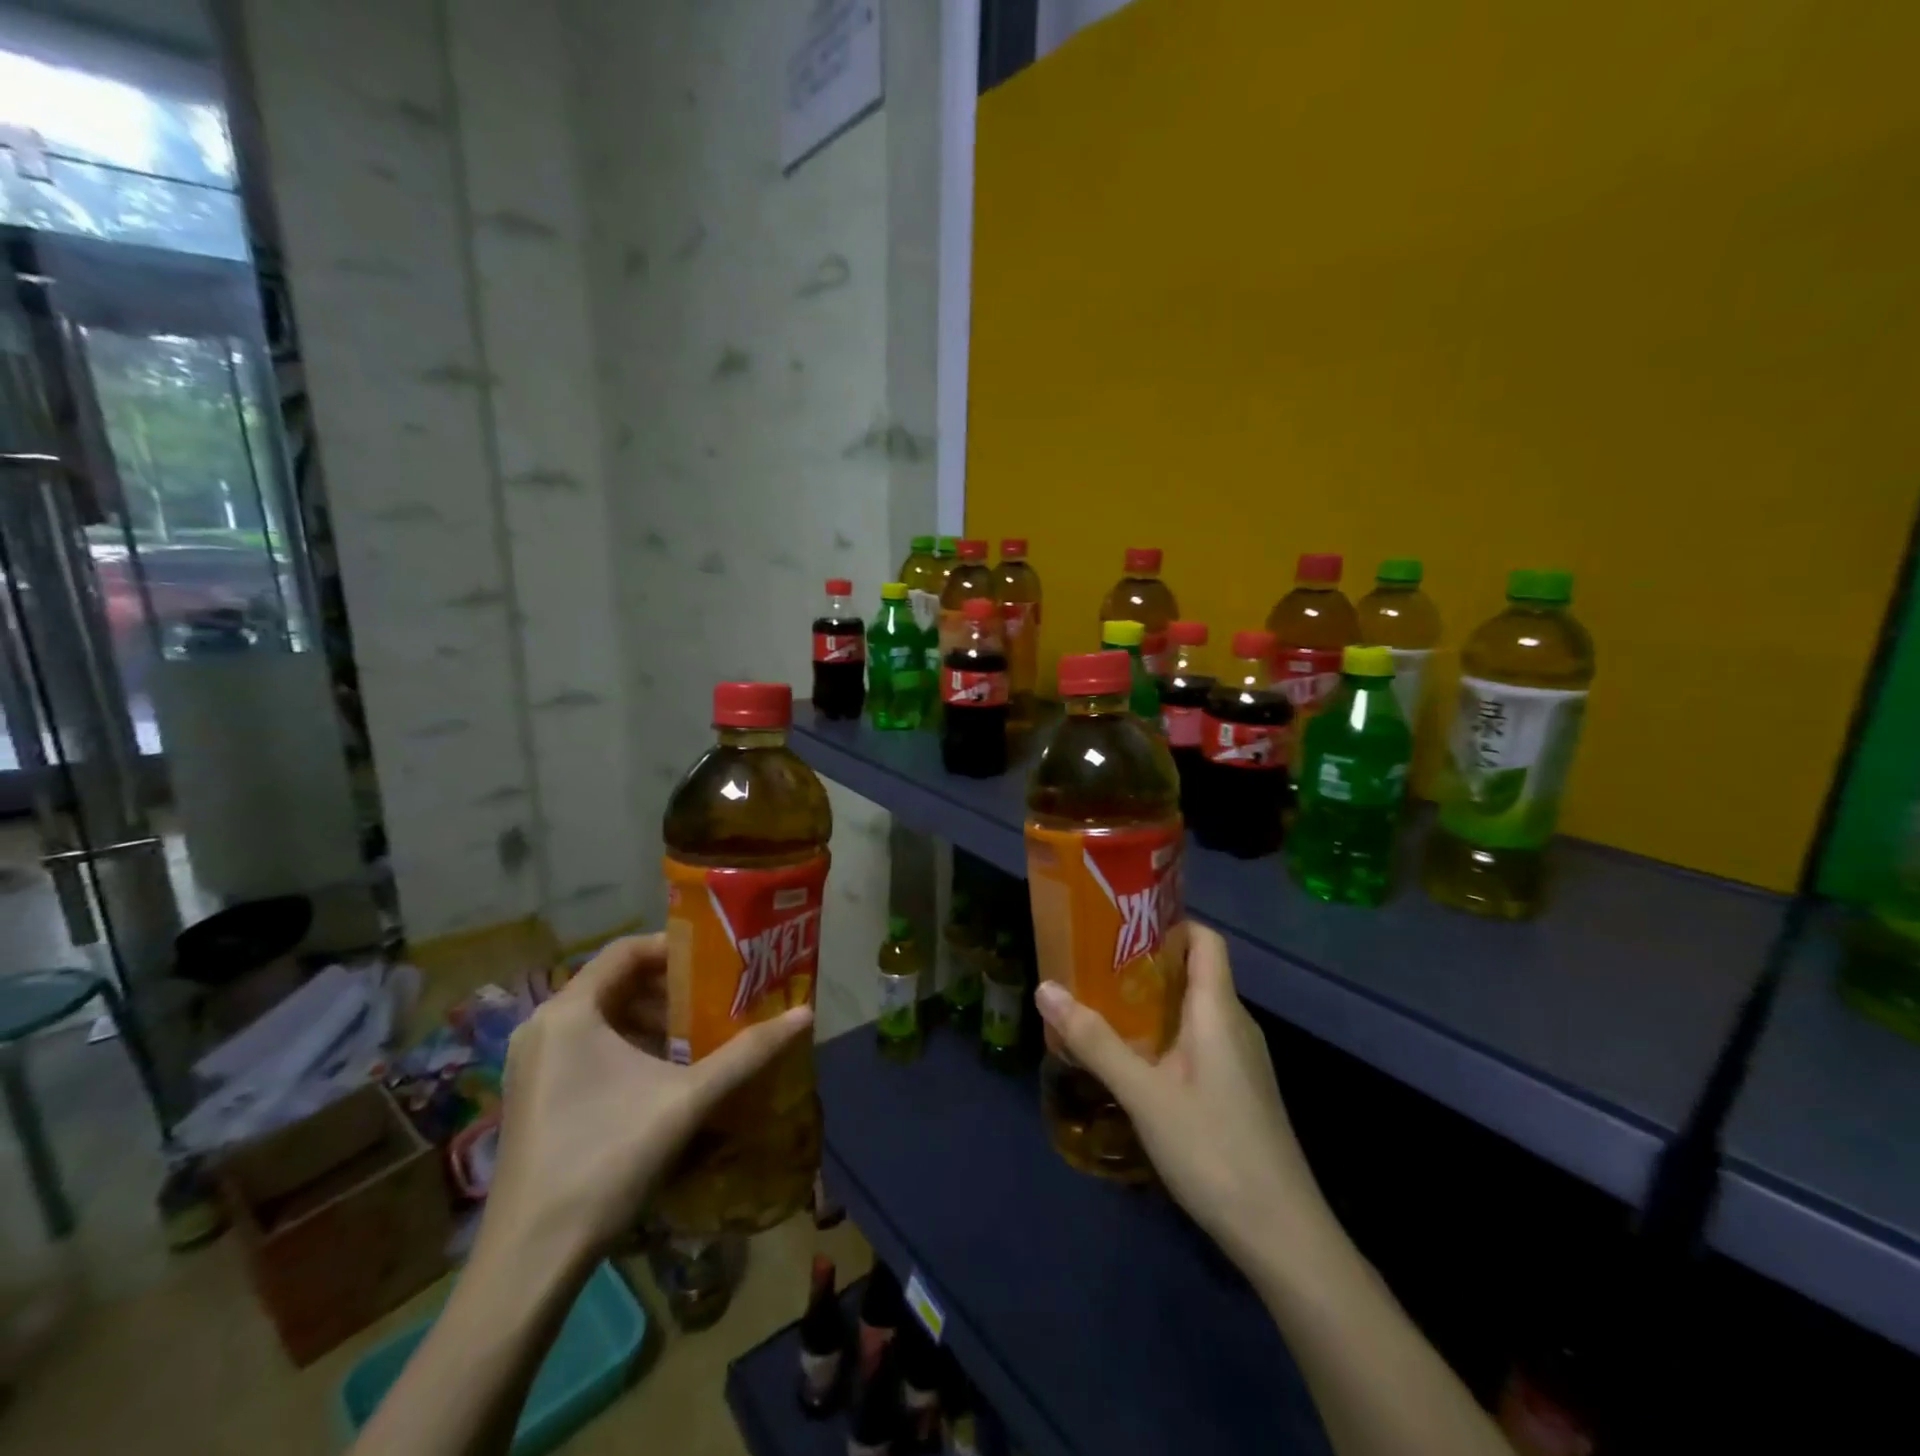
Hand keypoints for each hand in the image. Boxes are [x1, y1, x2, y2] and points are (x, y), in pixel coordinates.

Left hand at [482, 934, 812, 1269]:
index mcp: (570, 1012)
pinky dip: (628, 1047)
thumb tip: (805, 1014)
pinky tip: (664, 1075)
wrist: (530, 1260)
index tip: (719, 961)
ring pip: (603, 1018)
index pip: (626, 950)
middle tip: (718, 999)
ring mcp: (533, 1063)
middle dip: (671, 989)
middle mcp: (544, 1027)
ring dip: (652, 1020)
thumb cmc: (607, 1159)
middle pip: (616, 983)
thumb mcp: (688, 1099)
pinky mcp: (534, 1095)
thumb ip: (748, 1053)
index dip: (675, 948)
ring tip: (700, 1036)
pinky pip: (588, 1047)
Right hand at [1034, 924, 1329, 1269]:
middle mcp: (1235, 1024)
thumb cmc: (1213, 1149)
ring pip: (1196, 1009)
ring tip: (1104, 1005)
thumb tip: (1045, 989)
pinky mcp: (1240, 1088)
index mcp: (1218, 1010)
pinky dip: (1167, 1033)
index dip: (1168, 923)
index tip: (1122, 924)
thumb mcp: (1144, 1094)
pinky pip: (1201, 1039)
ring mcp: (1241, 1059)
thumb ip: (1094, 1041)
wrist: (1282, 1234)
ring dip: (1153, 1001)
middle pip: (1196, 971)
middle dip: (1146, 962)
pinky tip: (1136, 1058)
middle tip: (1095, 964)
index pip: (1204, 939)